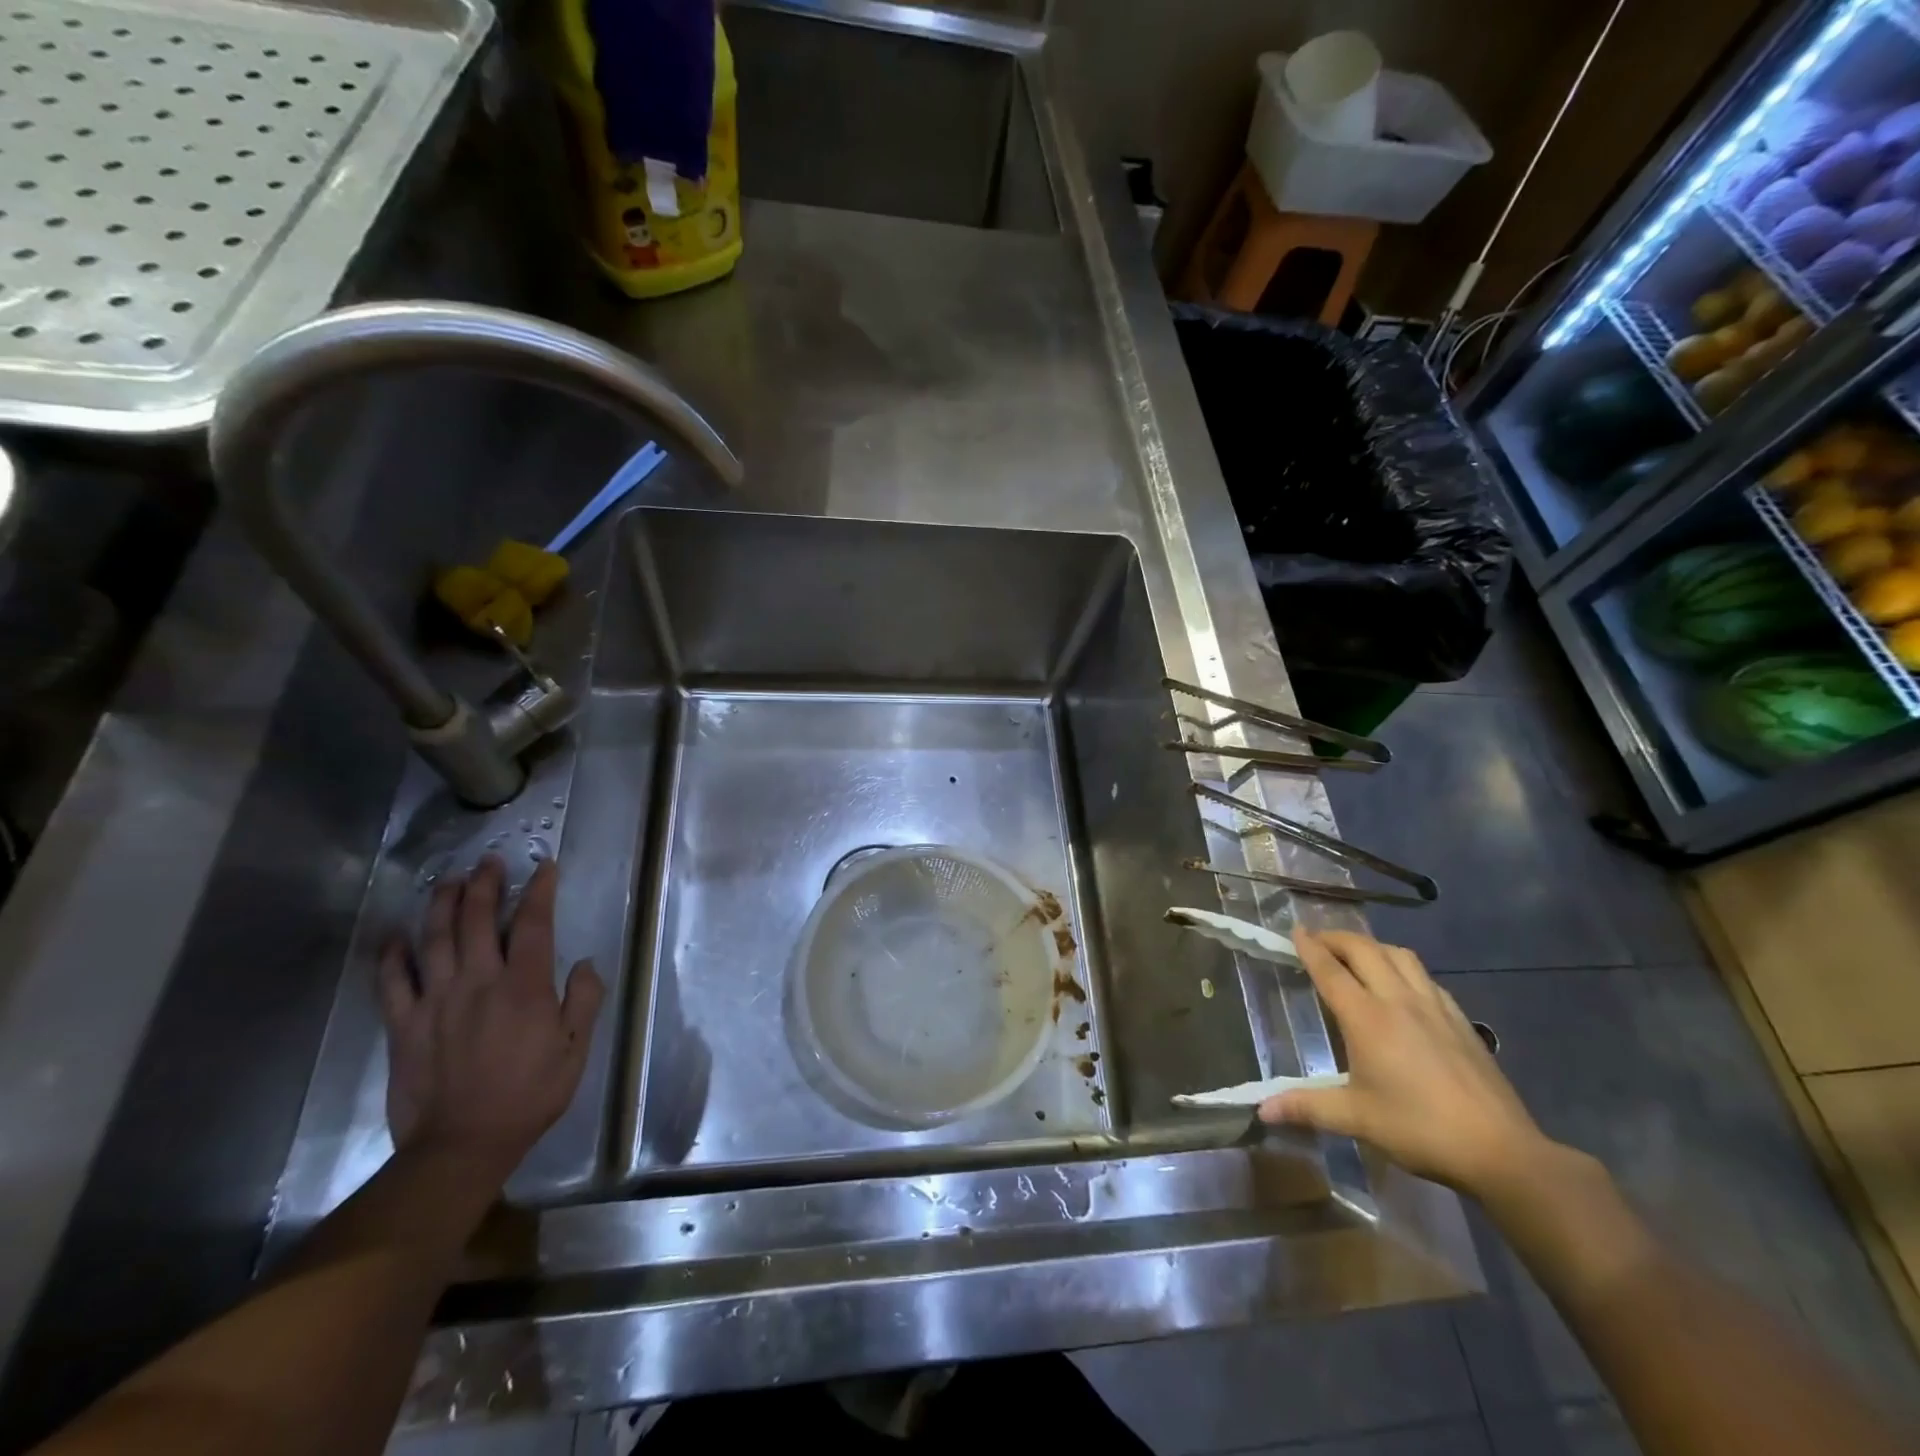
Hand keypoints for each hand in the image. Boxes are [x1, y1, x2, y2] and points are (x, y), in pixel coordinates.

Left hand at [378, 857, 603, 1175]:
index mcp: (524, 987)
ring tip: (449, 882)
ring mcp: (435, 1001)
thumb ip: (584, 1001)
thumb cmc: (529, 1095)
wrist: (461, 1145)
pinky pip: (391, 982)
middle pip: (478, 920)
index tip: (545, 867)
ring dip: (442, 905)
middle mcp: (478, 982)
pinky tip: (396, 935)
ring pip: (434, 939)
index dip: (540, 890)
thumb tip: (585, 964)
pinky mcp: (403, 1025)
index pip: (534, 924)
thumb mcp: (575, 1050)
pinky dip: (391, 954)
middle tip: (489, 862)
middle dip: (485, 885)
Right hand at [1257, 930, 1548, 1196]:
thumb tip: (1262, 1110)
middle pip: (1364, 949)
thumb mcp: (1356, 1119)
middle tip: (1317, 940)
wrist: (1501, 1150)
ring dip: (1372, 946)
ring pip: (1399, 955)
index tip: (1294, 930)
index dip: (1309, 947)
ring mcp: (1434, 1006)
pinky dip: (1403, 967)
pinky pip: (1425, 977)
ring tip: (1357, 955)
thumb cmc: (1419, 1129)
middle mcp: (1398, 1000)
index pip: (1330, 970)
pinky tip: (1403, 986)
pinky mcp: (1460, 1020)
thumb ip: (1307, 1107)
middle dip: (1336, 938)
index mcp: (1367, 1018)